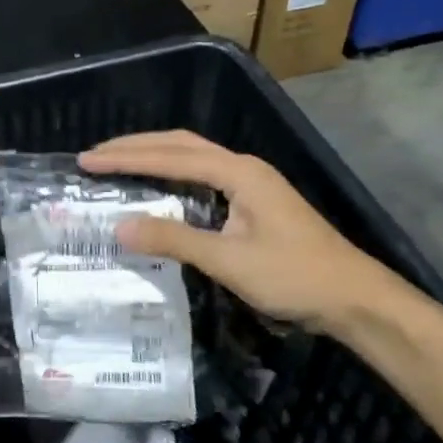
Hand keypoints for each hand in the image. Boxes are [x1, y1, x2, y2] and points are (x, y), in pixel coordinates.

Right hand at [77, 130, 397, 331]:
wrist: (354, 298)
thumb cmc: (294, 276)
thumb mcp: (229, 261)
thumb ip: (174, 239)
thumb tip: (120, 226)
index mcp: (239, 172)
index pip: (171, 156)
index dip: (127, 157)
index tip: (88, 160)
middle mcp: (244, 167)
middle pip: (181, 144)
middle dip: (136, 146)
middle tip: (95, 155)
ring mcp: (252, 183)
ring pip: (193, 157)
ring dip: (154, 156)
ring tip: (117, 163)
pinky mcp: (255, 202)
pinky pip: (203, 176)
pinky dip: (172, 174)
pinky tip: (159, 187)